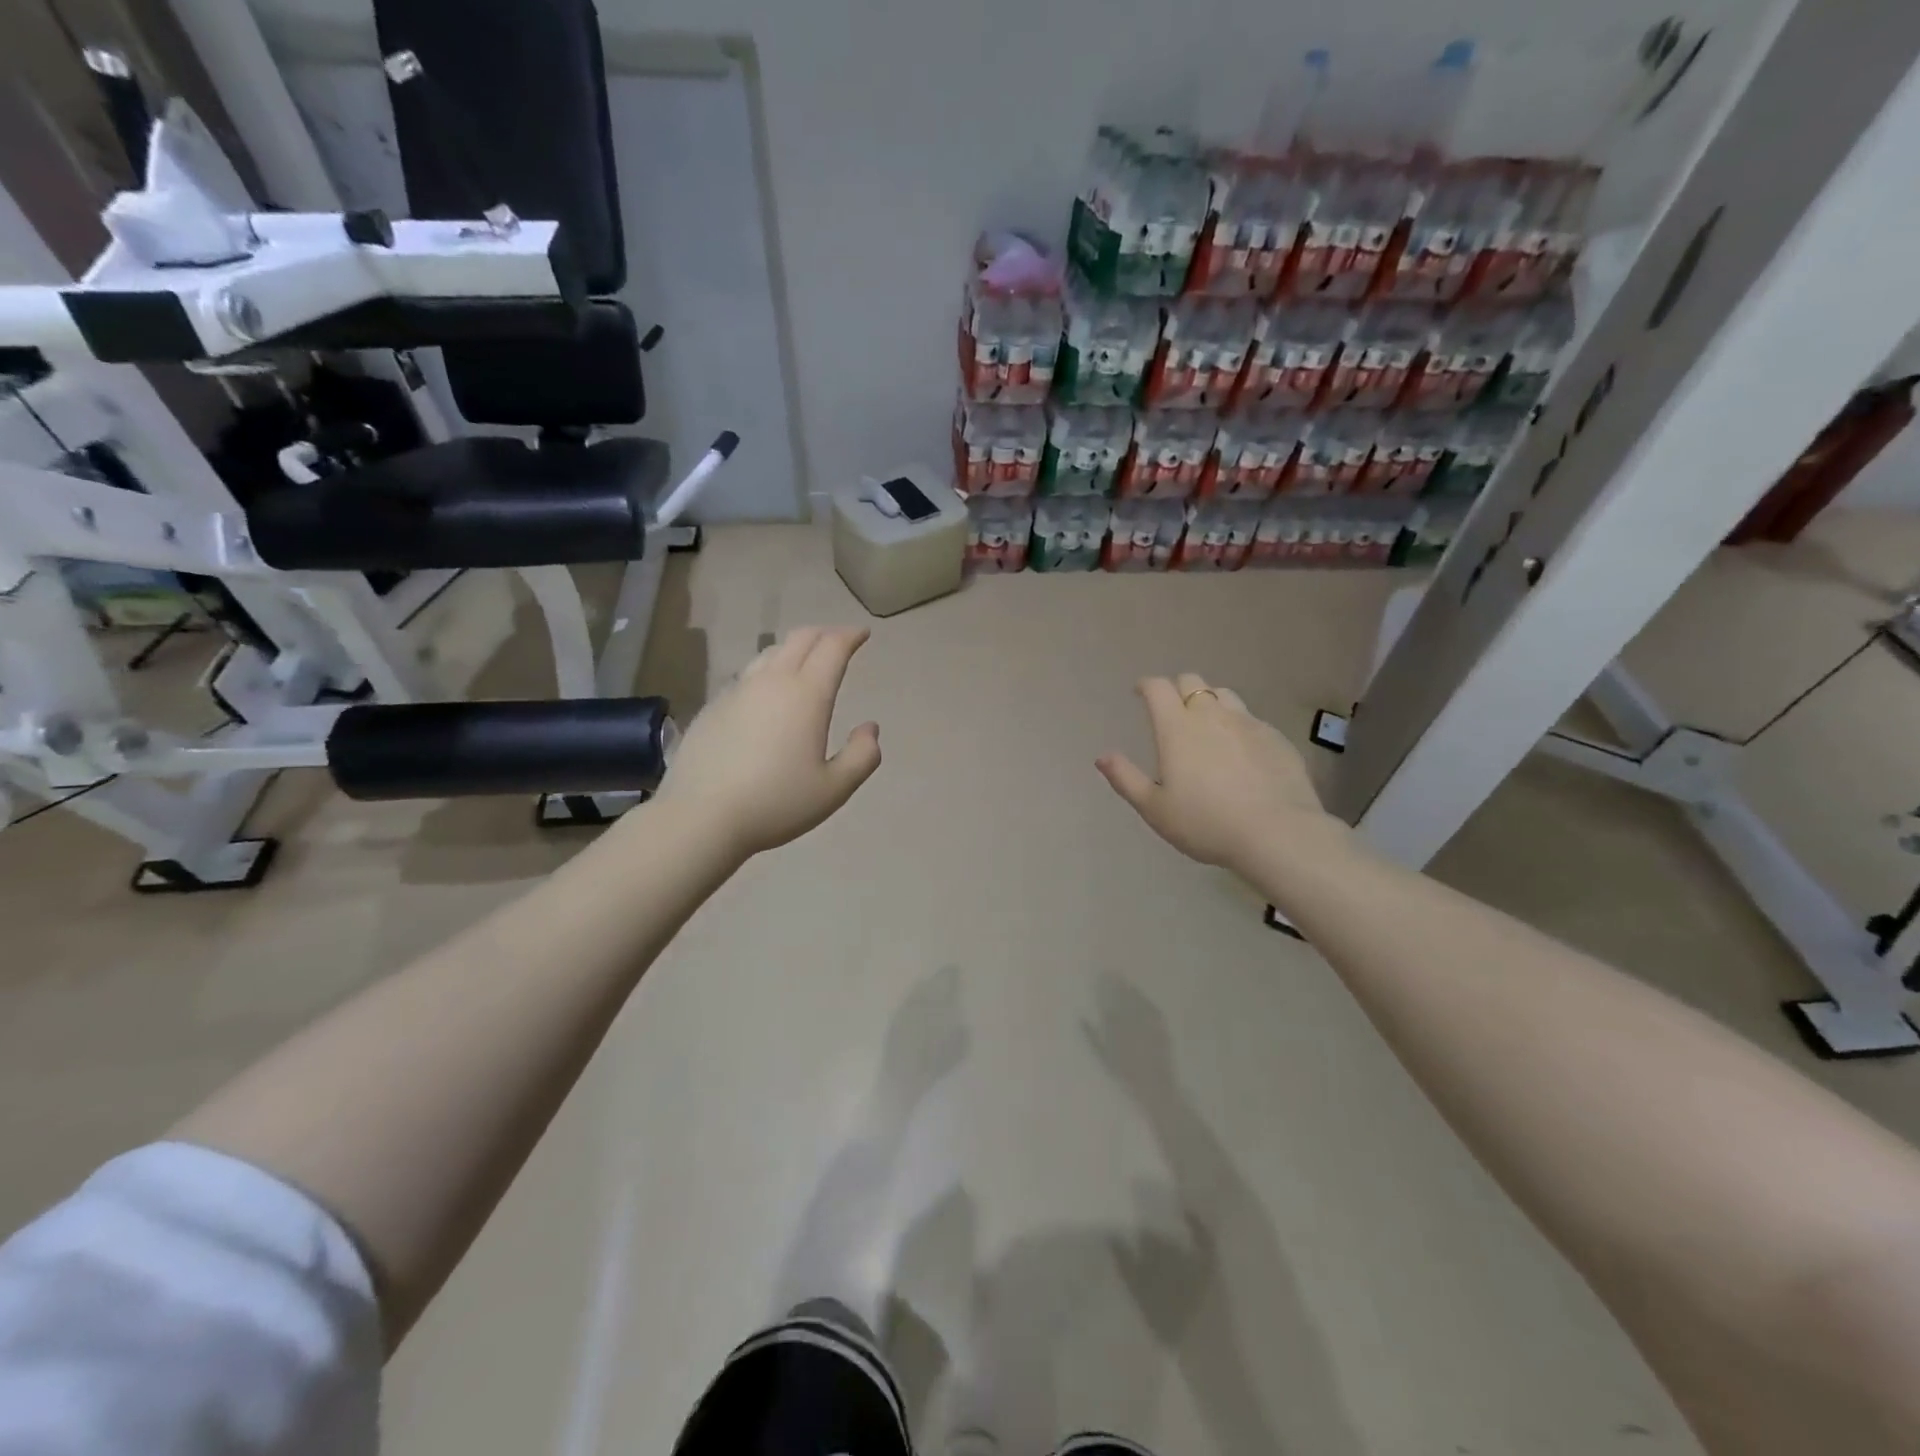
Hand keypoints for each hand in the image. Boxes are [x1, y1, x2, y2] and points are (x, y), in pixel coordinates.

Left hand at [655, 626, 881, 857]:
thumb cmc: (776, 803)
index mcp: (807, 695)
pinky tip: (766, 695)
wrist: (701, 817)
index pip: (832, 647)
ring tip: (804, 662)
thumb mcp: (834, 789)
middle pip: (800, 639)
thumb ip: (862, 756)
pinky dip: (767, 672)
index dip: (850, 636)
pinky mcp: (713, 706)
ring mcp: (737, 691)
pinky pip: (747, 676)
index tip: (862, 634)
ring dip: (793, 649)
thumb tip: (869, 728)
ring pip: (770, 653)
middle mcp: (772, 682)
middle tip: (838, 641)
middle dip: (824, 633)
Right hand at [1096, 674, 1339, 875]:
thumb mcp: (1154, 809)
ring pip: (1224, 695)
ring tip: (1206, 726)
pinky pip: (1251, 719)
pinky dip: (1237, 726)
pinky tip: (1239, 752)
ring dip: (1209, 702)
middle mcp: (1211, 715)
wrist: (1277, 833)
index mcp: (1176, 727)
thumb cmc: (1205, 823)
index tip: (1139, 693)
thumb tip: (1102, 757)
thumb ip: (1125, 779)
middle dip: (1176, 689)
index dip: (1146, 685)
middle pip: (1191, 682)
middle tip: (1171, 710)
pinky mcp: (1276, 738)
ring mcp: (1248, 723)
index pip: (1158, 688)